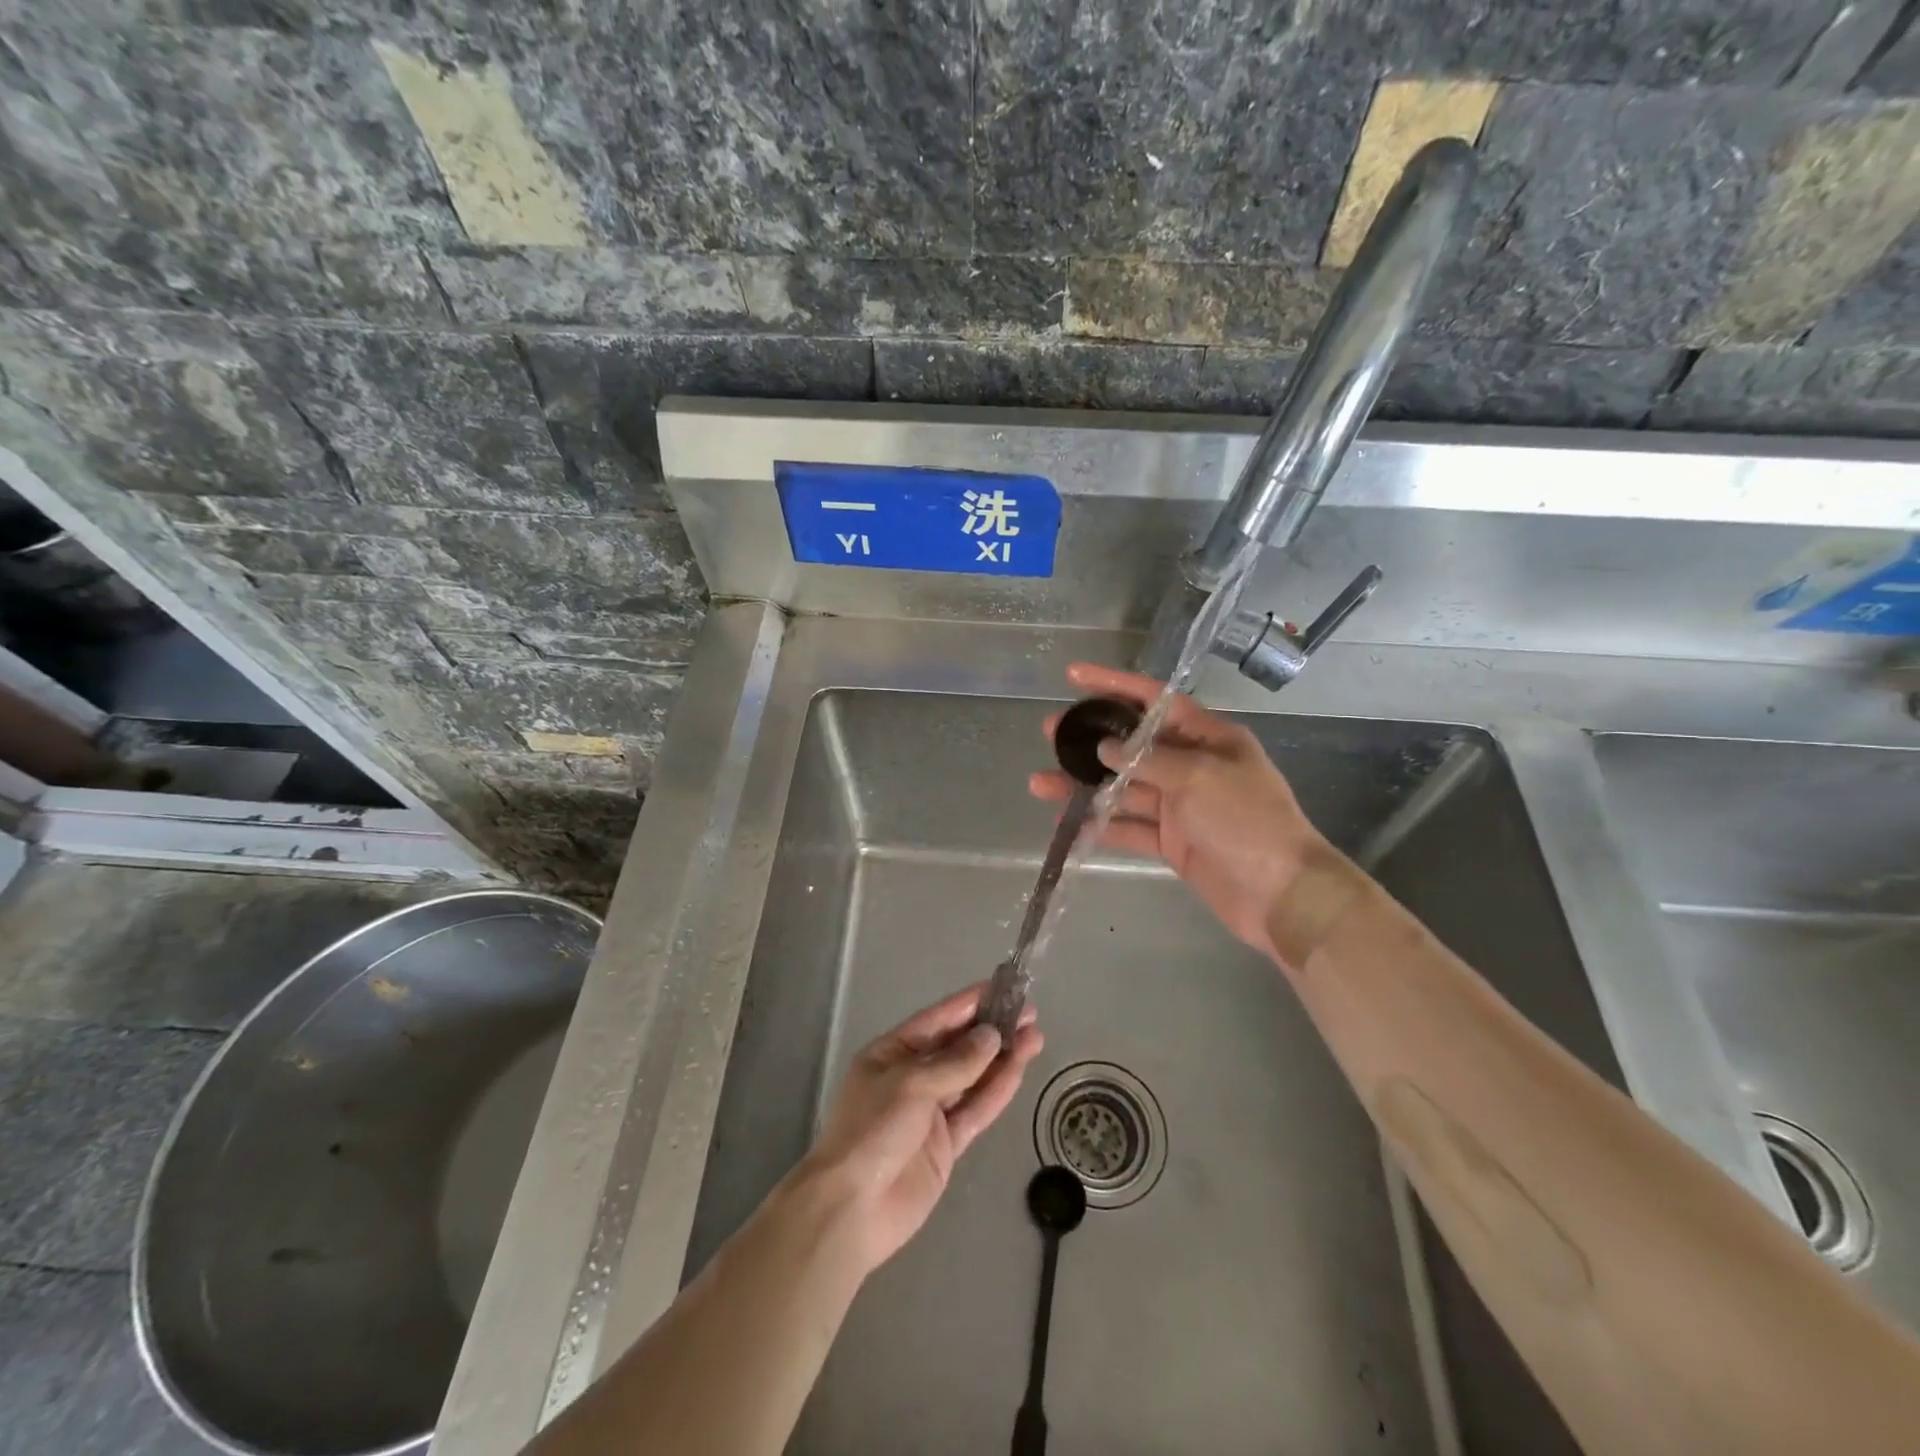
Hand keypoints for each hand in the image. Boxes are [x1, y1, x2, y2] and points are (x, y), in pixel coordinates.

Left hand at [796, 984, 1042, 1274]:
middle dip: (992, 1029)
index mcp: (892, 1053)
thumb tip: (991, 1036)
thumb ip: (956, 1062)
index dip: (969, 1004)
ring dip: (1003, 1057)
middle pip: (959, 1047)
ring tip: (1036, 1036)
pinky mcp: (947, 1145)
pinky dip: (998, 1090)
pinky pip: (977, 1110)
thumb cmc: (871, 1130)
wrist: (852, 1209)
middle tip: (1029, 1013)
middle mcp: (912, 1077)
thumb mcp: (910, 1085)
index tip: (1002, 988)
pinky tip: (1020, 1069)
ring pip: (973, 1077)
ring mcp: (931, 1113)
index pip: (937, 1020)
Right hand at [1030, 662, 1324, 962]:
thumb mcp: (1199, 777)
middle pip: (1133, 746)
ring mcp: (1181, 806)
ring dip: (1085, 786)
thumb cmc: (1247, 821)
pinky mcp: (1173, 842)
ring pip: (1124, 789)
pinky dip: (1101, 825)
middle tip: (1050, 732)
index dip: (1114, 685)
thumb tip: (1105, 748)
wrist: (1282, 895)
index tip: (1074, 676)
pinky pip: (1130, 827)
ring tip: (1040, 782)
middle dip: (1091, 738)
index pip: (1155, 701)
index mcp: (1209, 738)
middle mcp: (1193, 766)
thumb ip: (1148, 760)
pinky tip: (1067, 822)